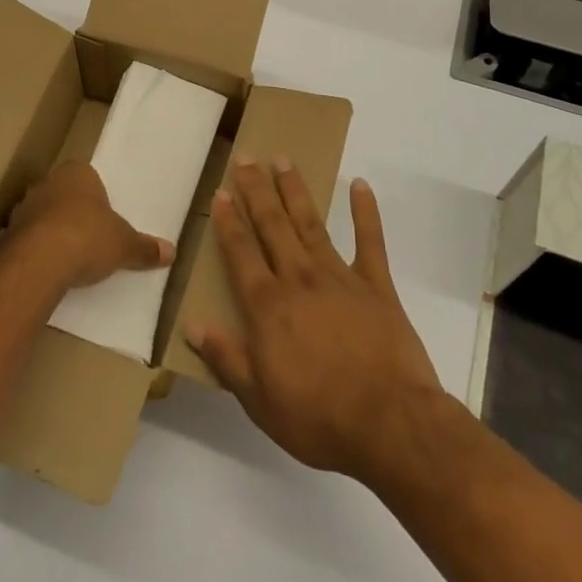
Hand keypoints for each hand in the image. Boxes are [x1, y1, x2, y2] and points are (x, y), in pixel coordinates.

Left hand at [2, 160, 173, 289]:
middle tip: (87, 238)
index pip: (88, 177)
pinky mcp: (5, 234)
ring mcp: (22, 208)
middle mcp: (46, 184)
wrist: (40, 262)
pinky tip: (40, 270)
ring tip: (64, 258)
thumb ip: (144, 248)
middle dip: (71, 213)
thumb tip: (171, 252)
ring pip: (39, 216)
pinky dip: (29, 252)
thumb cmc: (88, 238)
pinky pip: (21, 240)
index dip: (96, 198)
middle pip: (62, 195)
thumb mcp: (124, 245)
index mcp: (77, 173)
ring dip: (48, 231)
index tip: (103, 220)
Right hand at [184, 157, 442, 482]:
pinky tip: (360, 185)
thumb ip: (226, 357)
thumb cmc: (318, 417)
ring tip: (283, 160)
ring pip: (311, 223)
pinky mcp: (376, 285)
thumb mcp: (259, 400)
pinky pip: (370, 241)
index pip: (241, 253)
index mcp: (268, 306)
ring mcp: (339, 277)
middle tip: (246, 157)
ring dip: (295, 190)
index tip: (220, 192)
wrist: (390, 424)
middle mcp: (298, 279)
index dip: (228, 222)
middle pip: (272, 226)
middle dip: (256, 190)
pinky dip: (365, 212)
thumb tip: (191, 324)